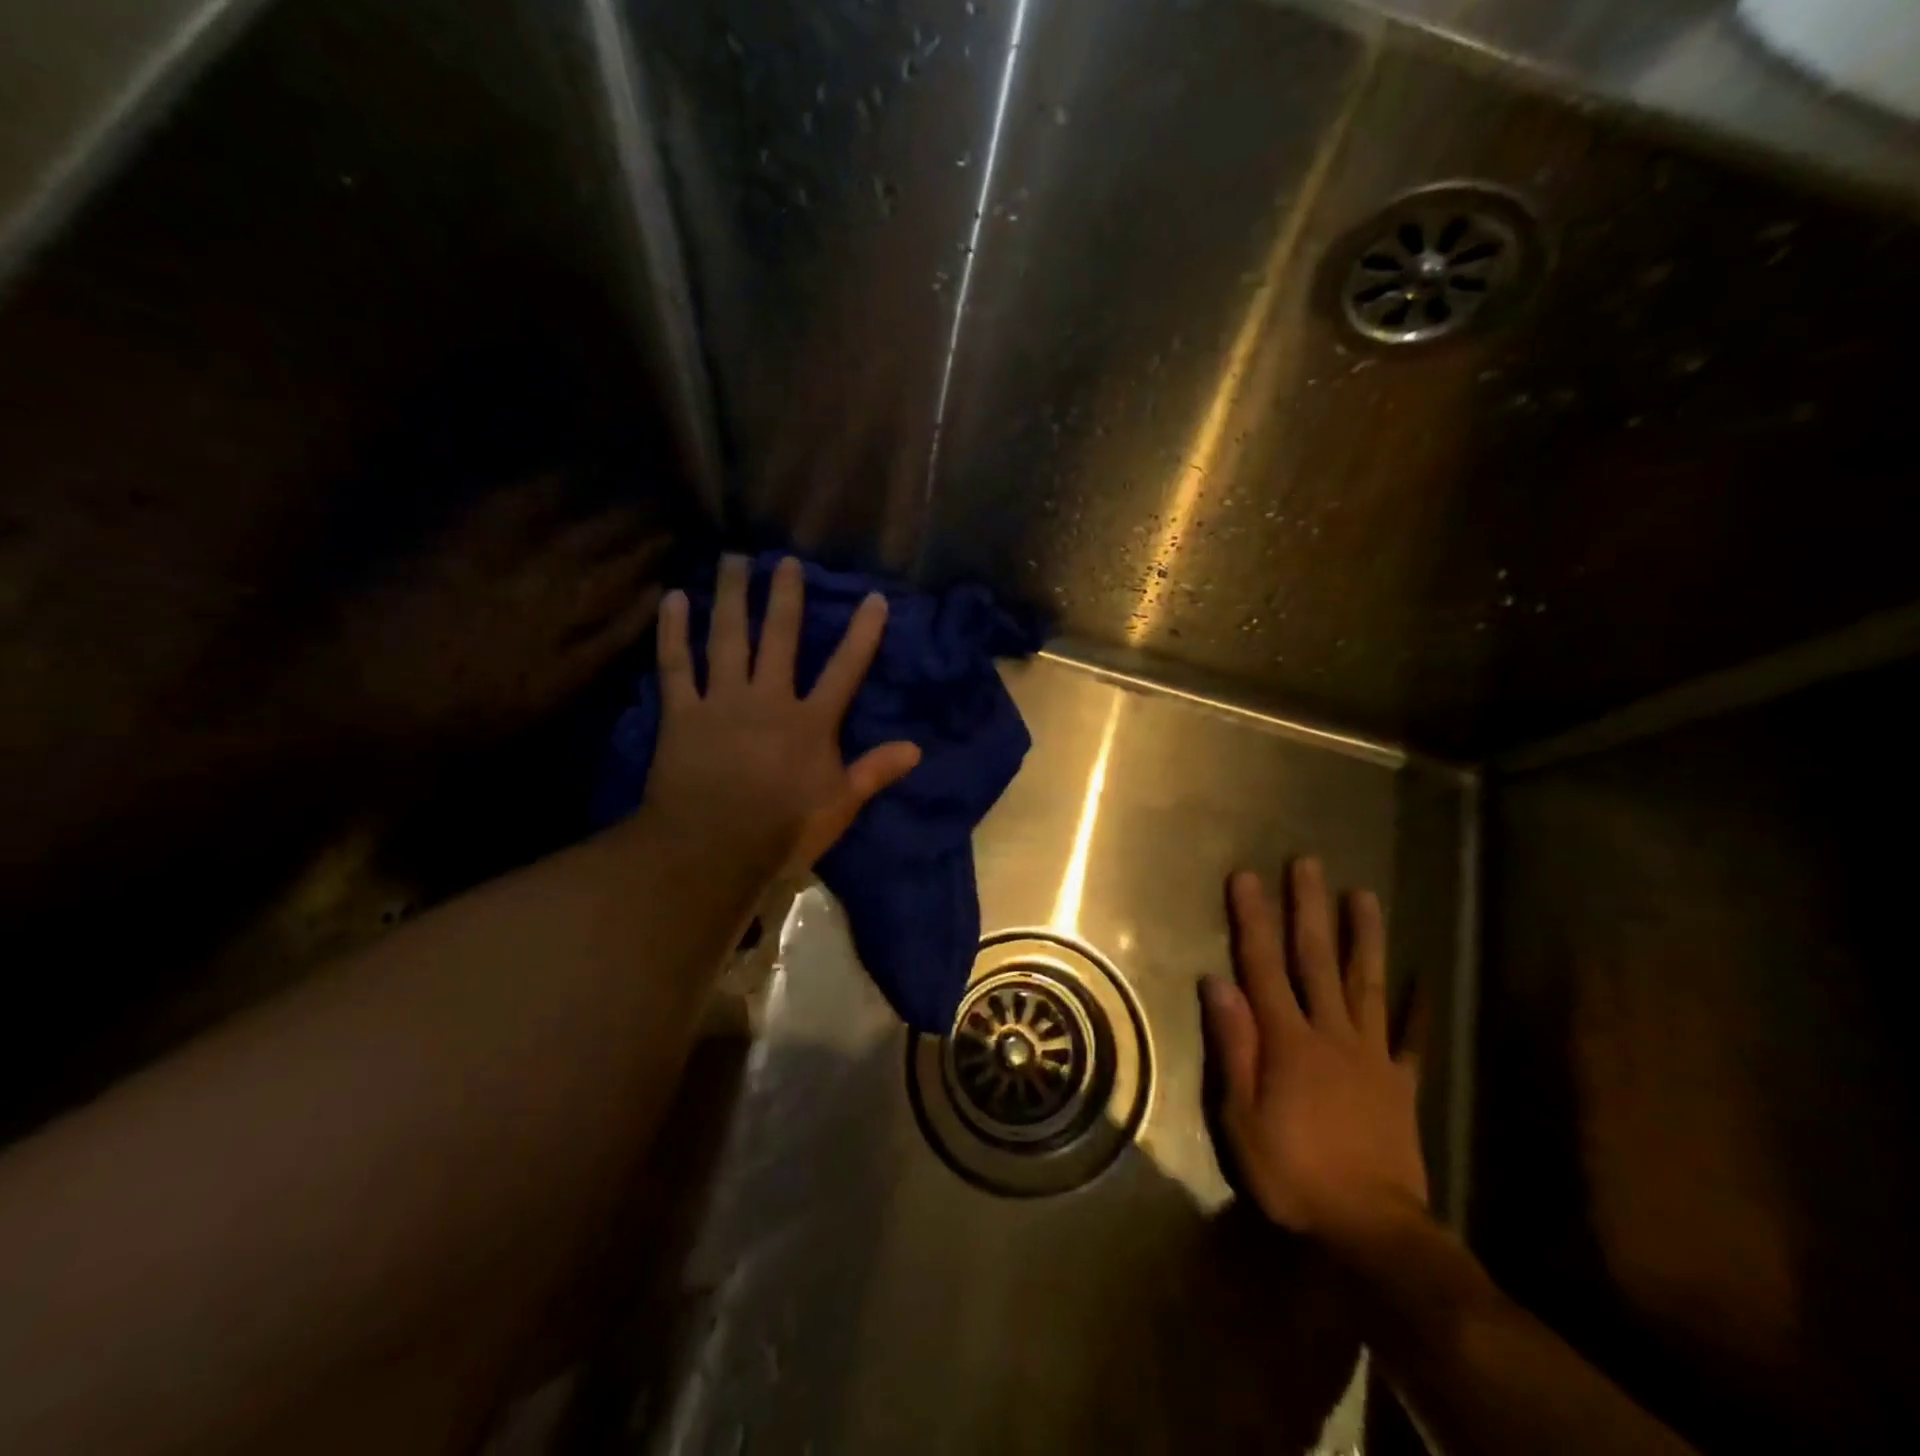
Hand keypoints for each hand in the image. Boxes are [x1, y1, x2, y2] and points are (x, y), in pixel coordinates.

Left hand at [318, 477, 670, 742]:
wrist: (345, 706)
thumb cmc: (435, 730)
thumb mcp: (516, 720)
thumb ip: (565, 682)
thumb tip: (598, 651)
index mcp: (556, 669)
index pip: (617, 629)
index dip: (646, 605)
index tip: (669, 583)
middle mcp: (540, 620)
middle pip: (603, 579)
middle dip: (642, 553)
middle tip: (670, 529)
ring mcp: (499, 583)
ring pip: (571, 546)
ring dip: (610, 523)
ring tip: (640, 501)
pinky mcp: (455, 557)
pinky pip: (505, 519)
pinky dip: (536, 495)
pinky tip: (562, 477)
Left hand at [645, 554, 920, 874]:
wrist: (712, 848)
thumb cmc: (782, 830)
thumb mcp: (838, 806)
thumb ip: (874, 772)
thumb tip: (916, 748)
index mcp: (810, 722)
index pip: (845, 669)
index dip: (862, 633)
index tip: (873, 598)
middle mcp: (768, 699)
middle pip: (779, 638)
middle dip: (785, 597)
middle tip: (785, 560)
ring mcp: (722, 701)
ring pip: (728, 638)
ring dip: (731, 596)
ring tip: (733, 560)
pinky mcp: (682, 713)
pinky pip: (676, 665)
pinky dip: (673, 631)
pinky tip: (673, 598)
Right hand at [1203, 861, 1427, 1245]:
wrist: (1373, 1229)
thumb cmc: (1293, 1172)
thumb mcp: (1241, 1116)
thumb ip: (1233, 1046)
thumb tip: (1216, 982)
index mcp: (1288, 1040)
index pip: (1263, 965)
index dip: (1254, 918)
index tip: (1247, 876)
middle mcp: (1331, 1033)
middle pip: (1317, 960)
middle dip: (1309, 908)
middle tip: (1308, 863)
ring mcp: (1371, 1055)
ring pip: (1366, 984)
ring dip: (1363, 937)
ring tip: (1364, 895)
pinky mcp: (1400, 1083)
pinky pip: (1411, 1039)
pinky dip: (1417, 1008)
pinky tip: (1423, 980)